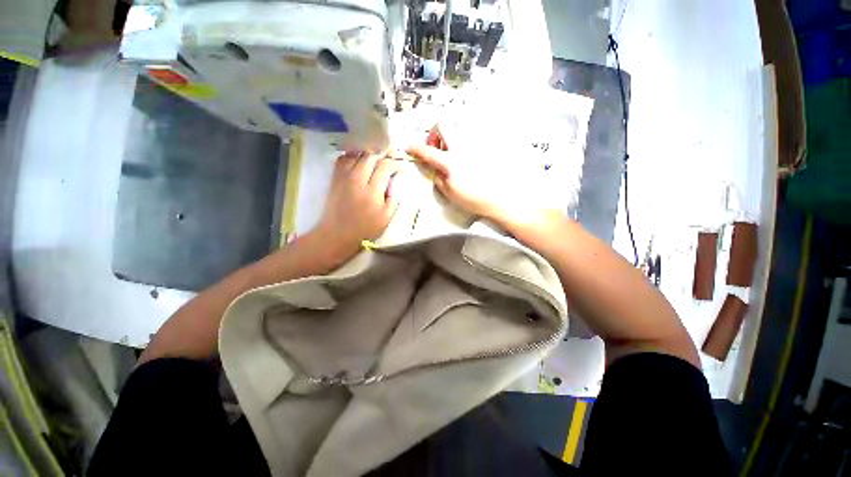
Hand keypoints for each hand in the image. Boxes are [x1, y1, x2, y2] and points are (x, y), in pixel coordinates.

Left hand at [310, 150, 401, 263]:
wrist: (337, 233)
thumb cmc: (365, 229)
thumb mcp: (386, 217)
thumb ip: (393, 197)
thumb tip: (394, 180)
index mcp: (372, 191)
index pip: (385, 167)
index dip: (395, 162)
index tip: (401, 164)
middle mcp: (357, 180)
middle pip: (372, 156)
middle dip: (384, 153)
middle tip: (392, 155)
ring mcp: (344, 177)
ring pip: (357, 154)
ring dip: (369, 152)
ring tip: (378, 155)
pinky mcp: (335, 178)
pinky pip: (343, 158)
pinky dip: (353, 154)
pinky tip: (360, 157)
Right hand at [406, 126, 550, 227]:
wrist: (503, 198)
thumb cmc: (475, 199)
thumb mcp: (450, 193)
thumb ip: (437, 177)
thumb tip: (432, 167)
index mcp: (450, 161)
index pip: (427, 151)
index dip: (415, 148)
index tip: (410, 147)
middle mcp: (462, 147)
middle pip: (443, 125)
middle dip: (434, 133)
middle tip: (436, 147)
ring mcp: (475, 143)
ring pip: (457, 127)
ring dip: (449, 137)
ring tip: (452, 153)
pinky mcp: (485, 144)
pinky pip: (470, 135)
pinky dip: (463, 142)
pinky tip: (467, 156)